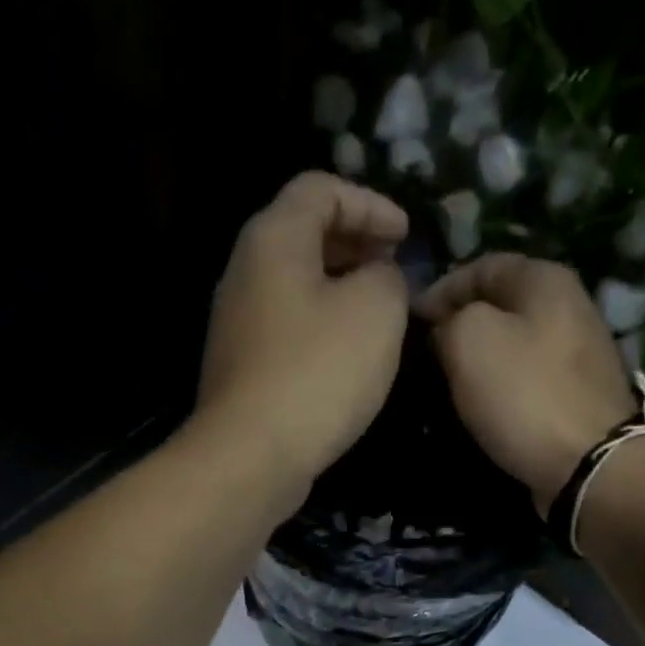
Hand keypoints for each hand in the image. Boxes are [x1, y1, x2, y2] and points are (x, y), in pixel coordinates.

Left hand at [197, 172, 410, 480]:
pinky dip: (322, 327)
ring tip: (378, 313)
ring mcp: (238, 325)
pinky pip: (288, 329)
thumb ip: (388, 277)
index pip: (321, 189)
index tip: (406, 235)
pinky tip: (347, 357)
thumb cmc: (318, 373)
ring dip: (339, 289)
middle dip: (354, 244)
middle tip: (394, 268)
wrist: (252, 455)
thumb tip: (378, 278)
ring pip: (295, 286)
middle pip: (302, 235)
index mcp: (273, 239)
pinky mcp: (243, 369)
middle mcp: (245, 272)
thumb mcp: (376, 310)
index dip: (370, 204)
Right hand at [417, 254, 635, 515]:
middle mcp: (568, 305)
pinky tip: (483, 407)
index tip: (410, 324)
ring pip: (514, 344)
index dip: (439, 290)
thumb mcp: (469, 340)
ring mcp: (577, 353)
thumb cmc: (524, 395)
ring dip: (480, 361)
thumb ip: (449, 320)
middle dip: (460, 326)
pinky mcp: (577, 396)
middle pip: (501, 305)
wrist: (587, 465)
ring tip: (447, 384)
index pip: (480, 266)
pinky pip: (528, 380)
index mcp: (544, 278)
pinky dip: (502, 389)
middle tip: (425, 356)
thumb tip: (445, 328)